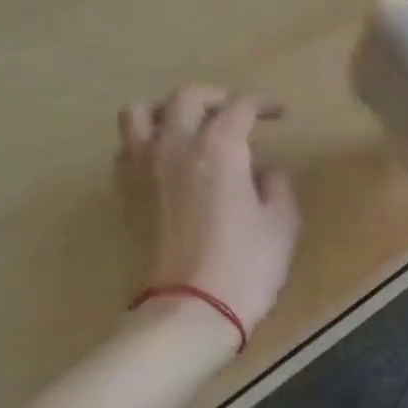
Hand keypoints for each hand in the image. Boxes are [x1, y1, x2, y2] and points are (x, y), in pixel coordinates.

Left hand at [117, 85, 301, 335]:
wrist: (189, 309)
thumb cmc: (247, 266)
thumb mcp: (282, 224)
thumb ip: (276, 185)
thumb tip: (263, 171)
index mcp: (220, 149)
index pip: (240, 107)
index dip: (263, 104)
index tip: (279, 114)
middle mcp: (175, 146)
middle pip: (187, 98)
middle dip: (215, 97)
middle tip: (235, 113)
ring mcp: (142, 168)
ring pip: (140, 113)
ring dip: (167, 110)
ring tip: (186, 125)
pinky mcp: (125, 194)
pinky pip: (127, 148)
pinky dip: (147, 141)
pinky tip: (165, 161)